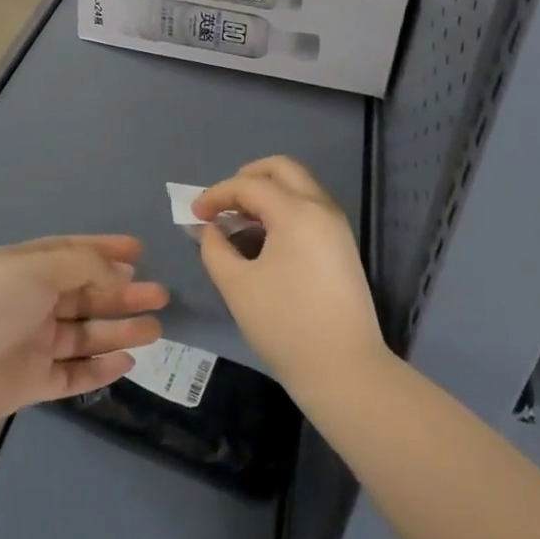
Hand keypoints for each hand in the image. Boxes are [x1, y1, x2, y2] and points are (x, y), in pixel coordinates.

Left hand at [0, 235, 167, 430]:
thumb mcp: (38, 268)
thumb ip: (84, 265)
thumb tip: (117, 273)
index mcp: (27, 267)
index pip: (74, 252)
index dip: (106, 250)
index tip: (140, 252)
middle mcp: (31, 301)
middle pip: (86, 294)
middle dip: (122, 293)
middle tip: (160, 295)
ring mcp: (32, 343)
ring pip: (85, 333)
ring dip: (119, 329)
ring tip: (156, 329)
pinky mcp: (32, 382)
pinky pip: (74, 372)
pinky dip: (100, 367)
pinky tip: (127, 360)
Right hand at [192, 157, 387, 396]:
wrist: (345, 370)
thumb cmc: (285, 325)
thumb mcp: (237, 286)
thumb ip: (215, 248)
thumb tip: (211, 230)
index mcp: (296, 212)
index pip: (249, 185)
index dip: (216, 195)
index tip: (194, 214)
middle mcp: (321, 208)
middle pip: (282, 169)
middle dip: (247, 177)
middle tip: (223, 202)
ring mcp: (337, 226)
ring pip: (299, 186)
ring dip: (267, 193)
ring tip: (239, 221)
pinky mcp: (342, 245)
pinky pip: (310, 208)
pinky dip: (284, 209)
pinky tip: (263, 238)